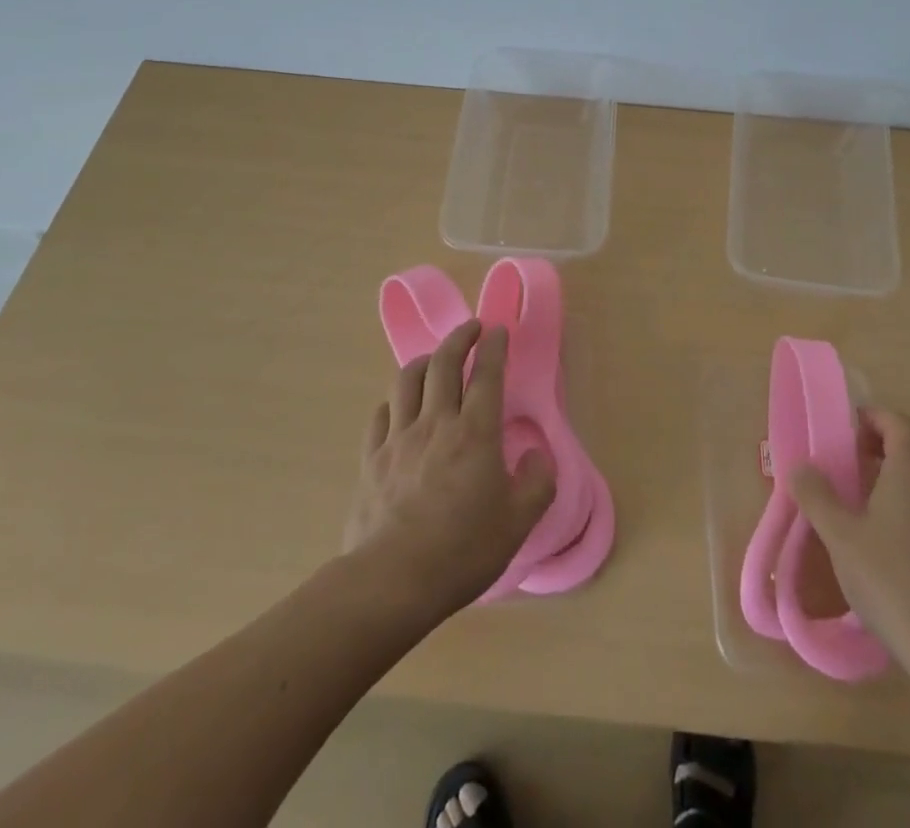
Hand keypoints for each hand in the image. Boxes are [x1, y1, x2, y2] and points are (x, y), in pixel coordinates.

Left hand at [344, 321, 555, 622]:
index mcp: (476, 432)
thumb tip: (537, 454)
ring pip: (407, 380)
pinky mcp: (371, 459)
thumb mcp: (519, 522)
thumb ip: (538, 482)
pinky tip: (399, 405)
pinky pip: (381, 413)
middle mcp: (436, 423)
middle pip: (444, 363)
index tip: (499, 329)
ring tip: (434, 358)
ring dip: (424, 360)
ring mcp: (399, 438)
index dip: (495, 347)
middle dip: (459, 338)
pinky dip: (394, 399)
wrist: (392, 582)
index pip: (487, 374)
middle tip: (471, 328)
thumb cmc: (462, 551)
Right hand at [789, 409, 909, 666]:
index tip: (842, 436)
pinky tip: (901, 532)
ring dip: (909, 468)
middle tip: (857, 459)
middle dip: (889, 440)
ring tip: (875, 493)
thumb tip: (800, 467)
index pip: (896, 421)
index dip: (869, 420)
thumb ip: (816, 496)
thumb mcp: (841, 537)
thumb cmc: (893, 582)